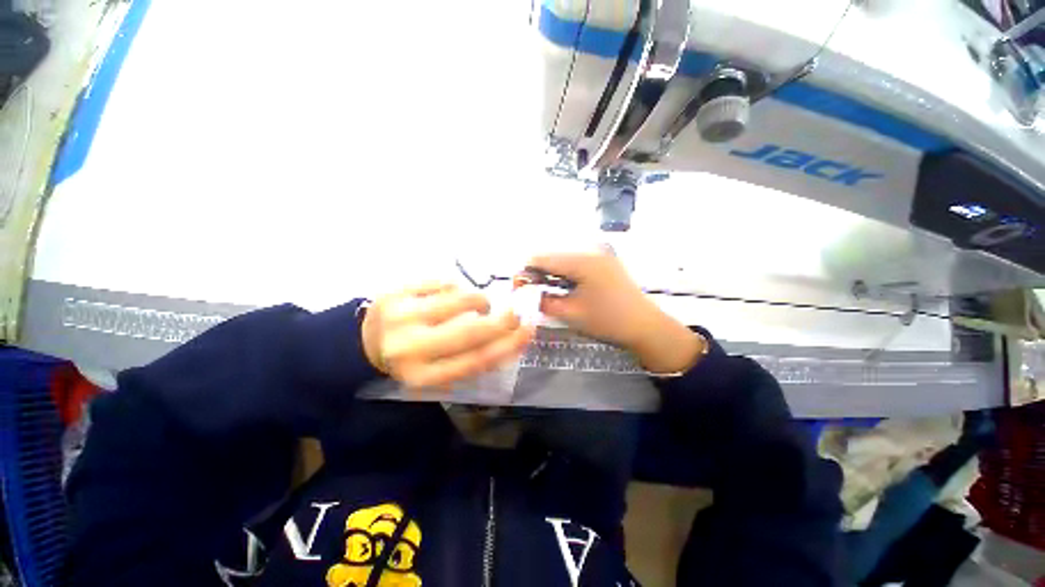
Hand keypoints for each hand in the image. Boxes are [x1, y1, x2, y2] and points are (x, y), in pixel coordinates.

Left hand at [361, 283, 534, 390]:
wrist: (363, 342)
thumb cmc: (410, 359)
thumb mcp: (438, 371)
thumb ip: (471, 359)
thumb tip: (509, 338)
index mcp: (422, 375)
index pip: (475, 360)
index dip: (508, 345)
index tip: (529, 331)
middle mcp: (410, 347)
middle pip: (471, 331)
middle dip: (502, 320)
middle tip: (515, 313)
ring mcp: (402, 315)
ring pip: (460, 299)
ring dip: (479, 300)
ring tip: (479, 304)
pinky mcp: (397, 290)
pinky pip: (445, 282)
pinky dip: (458, 287)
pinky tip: (453, 295)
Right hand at [527, 250, 705, 373]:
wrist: (645, 326)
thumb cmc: (608, 321)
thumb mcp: (570, 313)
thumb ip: (542, 301)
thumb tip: (524, 293)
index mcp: (581, 260)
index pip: (540, 257)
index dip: (524, 272)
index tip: (517, 290)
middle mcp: (588, 250)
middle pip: (550, 256)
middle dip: (535, 274)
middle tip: (530, 295)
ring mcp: (597, 255)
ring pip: (561, 260)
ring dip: (548, 275)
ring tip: (544, 294)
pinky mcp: (602, 262)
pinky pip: (573, 264)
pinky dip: (562, 275)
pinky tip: (561, 289)